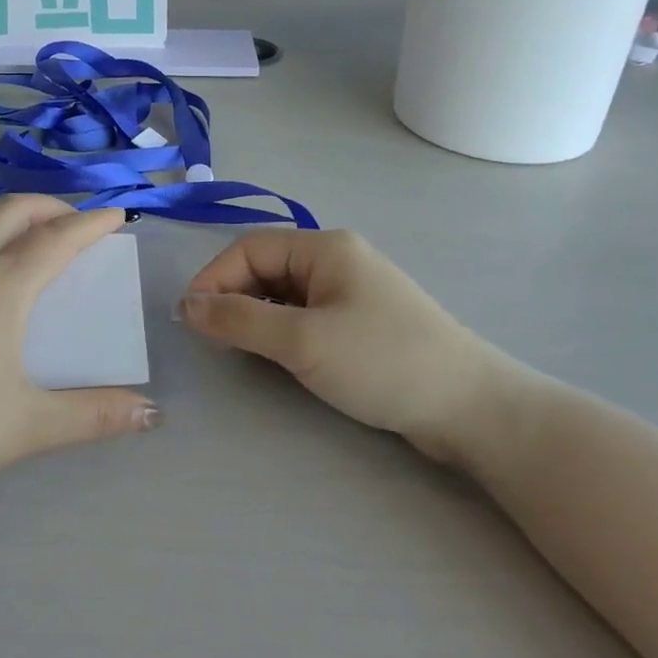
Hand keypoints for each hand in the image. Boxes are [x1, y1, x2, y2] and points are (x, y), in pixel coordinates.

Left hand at [0, 196, 160, 504]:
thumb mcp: (31, 426)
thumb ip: (94, 416)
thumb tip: (151, 414)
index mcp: (1, 289)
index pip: (56, 240)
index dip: (90, 223)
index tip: (116, 216)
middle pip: (11, 212)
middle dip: (49, 206)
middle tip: (73, 220)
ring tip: (18, 217)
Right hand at [179, 229, 529, 469]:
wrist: (472, 409)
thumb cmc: (383, 363)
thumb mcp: (302, 341)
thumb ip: (239, 320)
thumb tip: (185, 305)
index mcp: (325, 247)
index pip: (250, 249)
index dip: (213, 279)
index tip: (189, 319)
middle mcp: (337, 259)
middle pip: (266, 267)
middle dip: (233, 297)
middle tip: (212, 338)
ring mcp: (352, 290)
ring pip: (284, 292)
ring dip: (256, 315)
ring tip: (239, 349)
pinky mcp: (362, 322)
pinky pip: (306, 314)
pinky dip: (282, 330)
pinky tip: (277, 355)